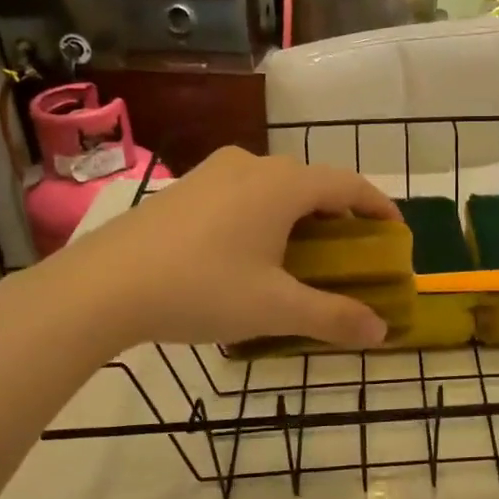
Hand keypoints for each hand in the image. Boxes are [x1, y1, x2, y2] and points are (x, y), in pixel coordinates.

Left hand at [30, 148, 400, 351]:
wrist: (102, 286)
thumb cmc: (201, 288)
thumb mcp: (275, 308)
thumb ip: (333, 318)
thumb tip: (381, 332)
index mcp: (283, 185)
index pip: (348, 185)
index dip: (378, 207)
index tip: (396, 233)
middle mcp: (252, 165)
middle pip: (312, 183)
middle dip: (338, 215)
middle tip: (349, 252)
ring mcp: (213, 173)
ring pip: (274, 186)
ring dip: (299, 214)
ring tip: (302, 254)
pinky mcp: (184, 189)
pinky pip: (242, 193)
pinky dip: (264, 215)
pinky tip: (249, 252)